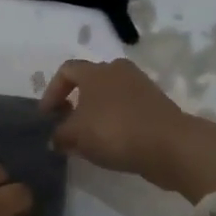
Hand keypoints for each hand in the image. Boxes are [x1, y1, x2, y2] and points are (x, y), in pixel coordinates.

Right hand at [40, 58, 215, 203]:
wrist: (169, 144)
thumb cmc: (114, 131)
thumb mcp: (76, 135)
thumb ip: (60, 135)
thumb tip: (55, 138)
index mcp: (95, 71)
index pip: (66, 70)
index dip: (51, 91)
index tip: (47, 115)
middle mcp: (118, 71)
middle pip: (90, 81)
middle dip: (75, 101)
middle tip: (67, 124)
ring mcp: (141, 86)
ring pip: (109, 95)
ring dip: (96, 112)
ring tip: (89, 137)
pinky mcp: (156, 104)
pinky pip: (127, 108)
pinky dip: (115, 121)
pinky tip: (112, 143)